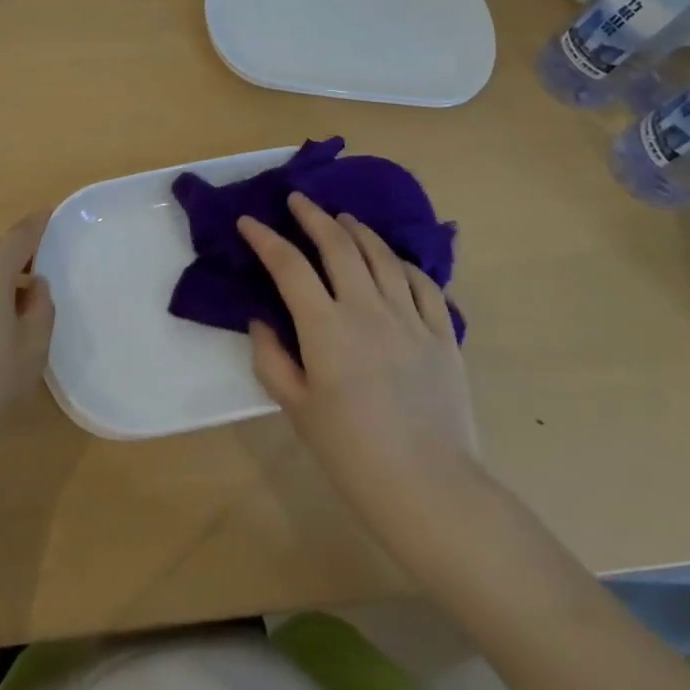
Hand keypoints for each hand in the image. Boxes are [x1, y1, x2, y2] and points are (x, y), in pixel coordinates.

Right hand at [239, 193, 480, 539]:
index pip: (288, 264)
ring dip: (358, 230)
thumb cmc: (352, 454)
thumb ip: (271, 358)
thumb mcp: (296, 409)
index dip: (264, 238)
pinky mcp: (443, 334)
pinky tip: (393, 259)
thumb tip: (262, 320)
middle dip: (313, 215)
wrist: (431, 490)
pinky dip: (404, 263)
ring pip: (382, 255)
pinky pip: (424, 283)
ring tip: (343, 218)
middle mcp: (366, 308)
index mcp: (325, 327)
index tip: (247, 221)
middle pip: (338, 245)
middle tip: (298, 199)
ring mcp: (410, 317)